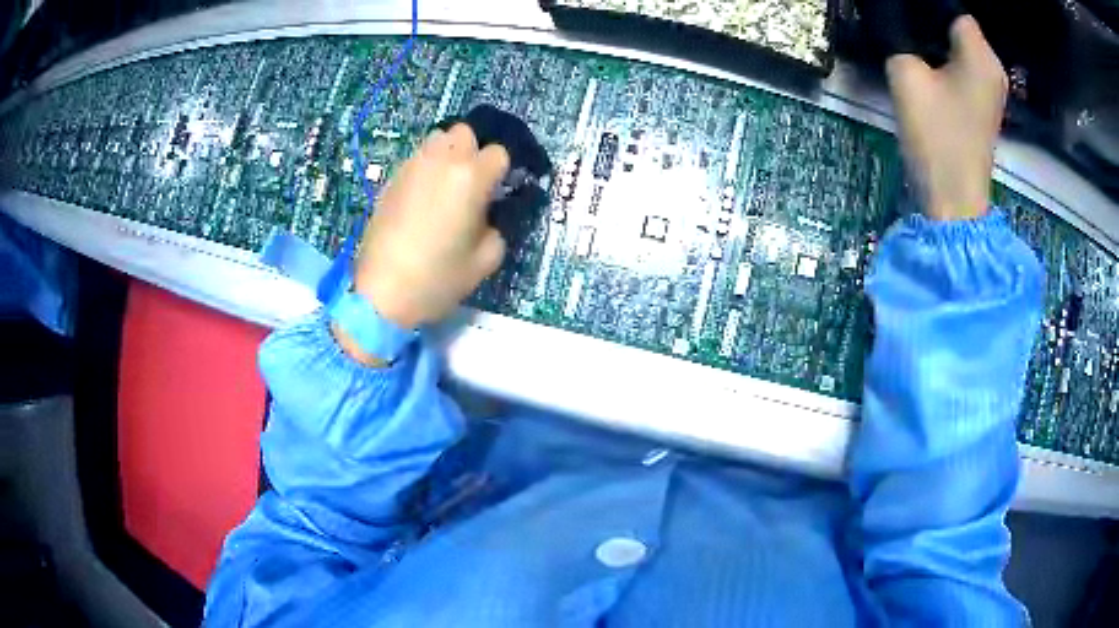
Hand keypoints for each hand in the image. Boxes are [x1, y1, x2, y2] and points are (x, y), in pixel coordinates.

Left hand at [349, 124, 508, 329]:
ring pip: (437, 139)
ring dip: (448, 154)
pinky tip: (422, 198)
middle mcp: (442, 161)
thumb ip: (496, 228)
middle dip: (473, 151)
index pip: (498, 153)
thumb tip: (487, 217)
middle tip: (471, 183)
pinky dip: (426, 167)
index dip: (501, 172)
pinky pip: (416, 158)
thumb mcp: (485, 260)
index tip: (496, 192)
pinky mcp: (391, 179)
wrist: (382, 292)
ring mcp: (412, 167)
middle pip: (465, 133)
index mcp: (471, 177)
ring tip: (445, 185)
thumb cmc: (438, 277)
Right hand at [886, 16, 1006, 220]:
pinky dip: (946, 58)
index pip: (953, 8)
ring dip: (936, 39)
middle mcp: (993, 66)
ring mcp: (992, 88)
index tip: (905, 14)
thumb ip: (897, 36)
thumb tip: (893, 20)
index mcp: (980, 53)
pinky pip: (965, 65)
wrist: (954, 200)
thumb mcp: (905, 75)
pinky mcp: (985, 104)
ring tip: (910, 42)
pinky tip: (928, 64)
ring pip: (961, 45)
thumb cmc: (935, 137)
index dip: (927, 9)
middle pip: (959, 25)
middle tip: (901, 25)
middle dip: (931, 20)